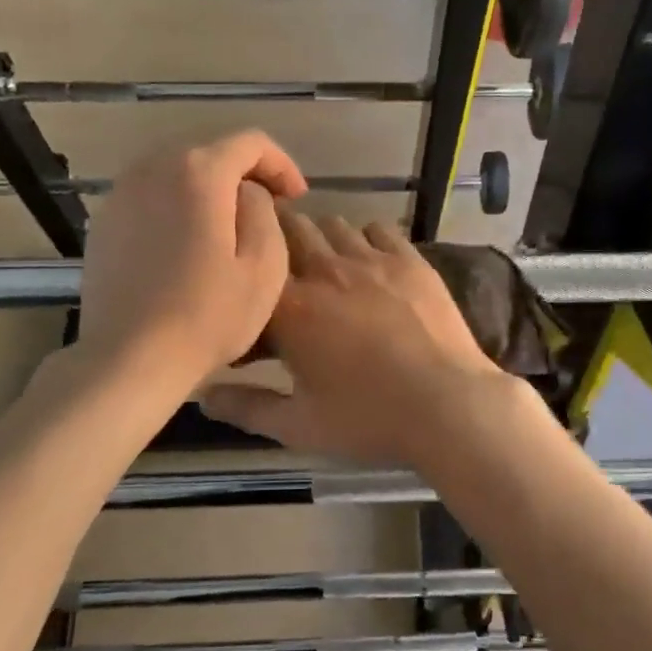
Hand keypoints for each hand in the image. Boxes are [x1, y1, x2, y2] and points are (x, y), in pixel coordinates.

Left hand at [72, 132, 306, 388]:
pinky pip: (151, 196)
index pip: (250, 142)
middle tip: (269, 210)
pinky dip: (178, 206)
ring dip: (210, 189)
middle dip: (246, 174)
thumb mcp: (265, 265)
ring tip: (229, 225)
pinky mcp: (104, 222)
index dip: (282, 164)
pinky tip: (188, 244)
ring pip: (177, 172)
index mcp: (199, 172)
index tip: (298, 199)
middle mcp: (153, 167)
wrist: (130, 358)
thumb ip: (264, 211)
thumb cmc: (209, 315)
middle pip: (210, 151)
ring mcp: (121, 193)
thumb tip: (247, 193)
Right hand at [201, 211, 519, 467]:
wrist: (449, 406)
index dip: (244, 285)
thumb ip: (247, 408)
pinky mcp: (409, 260)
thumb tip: (203, 397)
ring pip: (332, 225)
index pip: (250, 272)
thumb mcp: (299, 426)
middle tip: (281, 270)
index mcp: (290, 309)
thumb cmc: (369, 419)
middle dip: (277, 244)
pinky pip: (378, 229)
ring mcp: (371, 260)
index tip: (248, 307)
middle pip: (287, 229)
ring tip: (325, 266)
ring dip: (320, 239)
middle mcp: (325, 271)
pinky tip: (369, 262)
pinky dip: (365, 238)